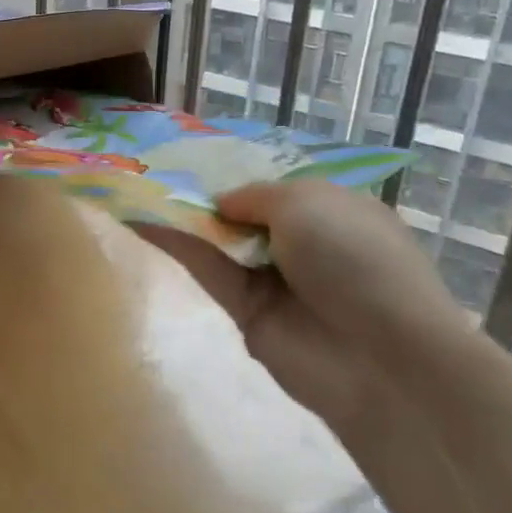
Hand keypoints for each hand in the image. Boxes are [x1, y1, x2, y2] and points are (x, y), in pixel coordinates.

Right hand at [134, 180, 466, 435]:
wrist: (379, 357)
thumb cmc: (354, 259)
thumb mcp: (306, 201)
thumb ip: (252, 195)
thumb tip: (220, 204)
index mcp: (332, 210)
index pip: (276, 187)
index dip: (236, 172)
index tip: (191, 155)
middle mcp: (303, 242)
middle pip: (242, 213)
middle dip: (203, 192)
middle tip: (150, 166)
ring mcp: (273, 278)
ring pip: (218, 240)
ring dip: (181, 216)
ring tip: (132, 185)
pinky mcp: (244, 310)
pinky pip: (206, 269)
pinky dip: (175, 245)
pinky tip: (138, 220)